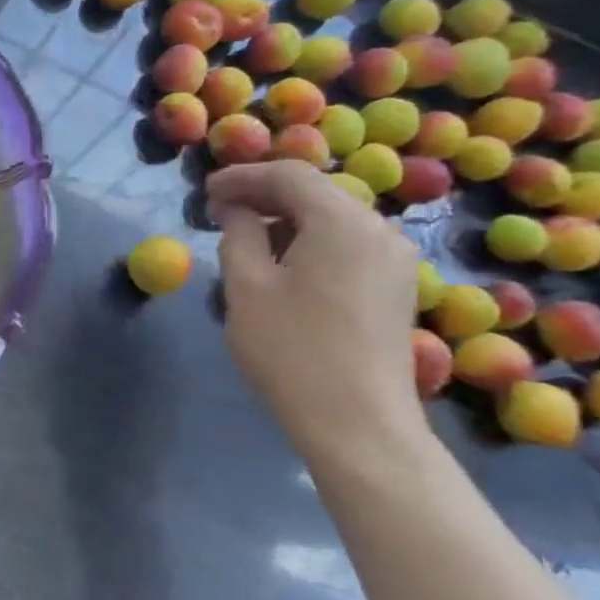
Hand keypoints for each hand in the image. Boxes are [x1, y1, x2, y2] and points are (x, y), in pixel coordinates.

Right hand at [208, 162, 422, 454]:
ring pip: (333, 218)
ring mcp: (395, 260)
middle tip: (219, 211)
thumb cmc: (291, 350)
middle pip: (316, 192)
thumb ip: (238, 233)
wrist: (358, 424)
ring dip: (286, 218)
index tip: (204, 192)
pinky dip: (310, 241)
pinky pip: (347, 243)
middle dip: (264, 194)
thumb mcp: (246, 286)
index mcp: (342, 222)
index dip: (242, 176)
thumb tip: (236, 208)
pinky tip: (282, 264)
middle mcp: (379, 230)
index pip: (289, 175)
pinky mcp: (395, 286)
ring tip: (244, 238)